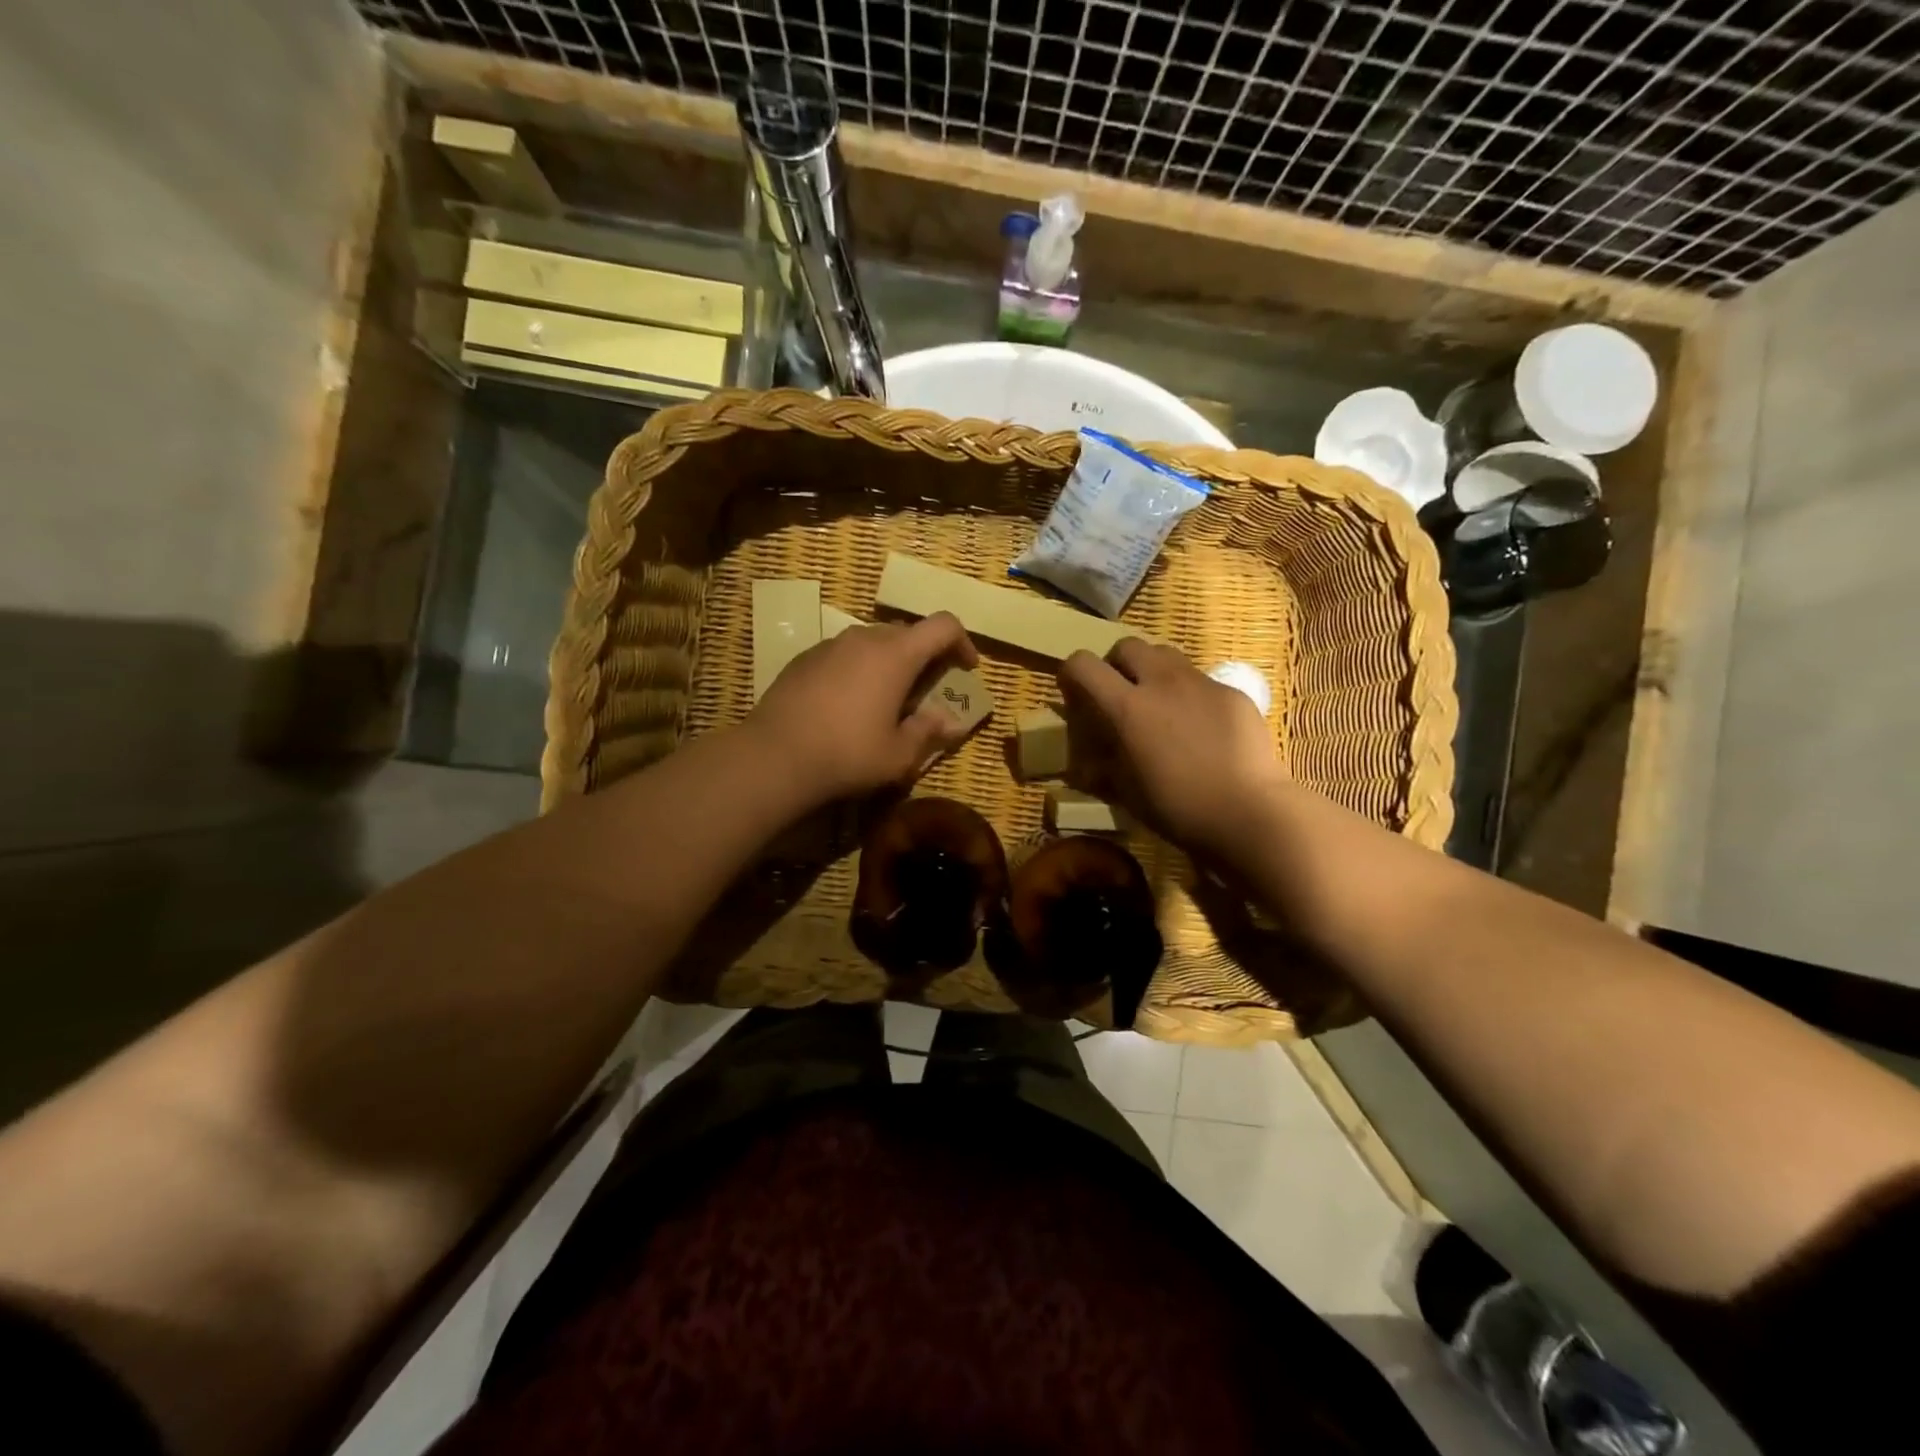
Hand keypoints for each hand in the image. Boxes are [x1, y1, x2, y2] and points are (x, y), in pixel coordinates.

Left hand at [746, 612, 979, 806]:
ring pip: (873, 642)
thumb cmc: (847, 754)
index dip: (962, 642)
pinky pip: (844, 654)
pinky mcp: (804, 658)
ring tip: (885, 699)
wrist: (773, 756)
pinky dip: (858, 669)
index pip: (943, 625)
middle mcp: (864, 638)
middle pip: (907, 632)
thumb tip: (950, 722)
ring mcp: (830, 645)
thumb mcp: (898, 754)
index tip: (965, 669)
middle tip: (926, 691)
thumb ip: (928, 732)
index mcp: (896, 654)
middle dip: (925, 656)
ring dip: (889, 662)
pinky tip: (847, 704)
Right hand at [1058, 639, 1287, 860]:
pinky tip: (1201, 728)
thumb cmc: (1178, 808)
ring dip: (1153, 671)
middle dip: (1116, 665)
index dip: (1071, 674)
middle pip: (1128, 646)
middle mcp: (1162, 683)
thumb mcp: (1126, 792)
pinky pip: (1201, 680)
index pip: (1083, 665)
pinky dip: (1189, 694)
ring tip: (1160, 705)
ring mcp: (1201, 684)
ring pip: (1166, 655)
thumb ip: (1104, 764)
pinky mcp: (1232, 693)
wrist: (1249, 813)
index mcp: (1127, 708)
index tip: (1075, 695)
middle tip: (1120, 696)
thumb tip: (1090, 761)